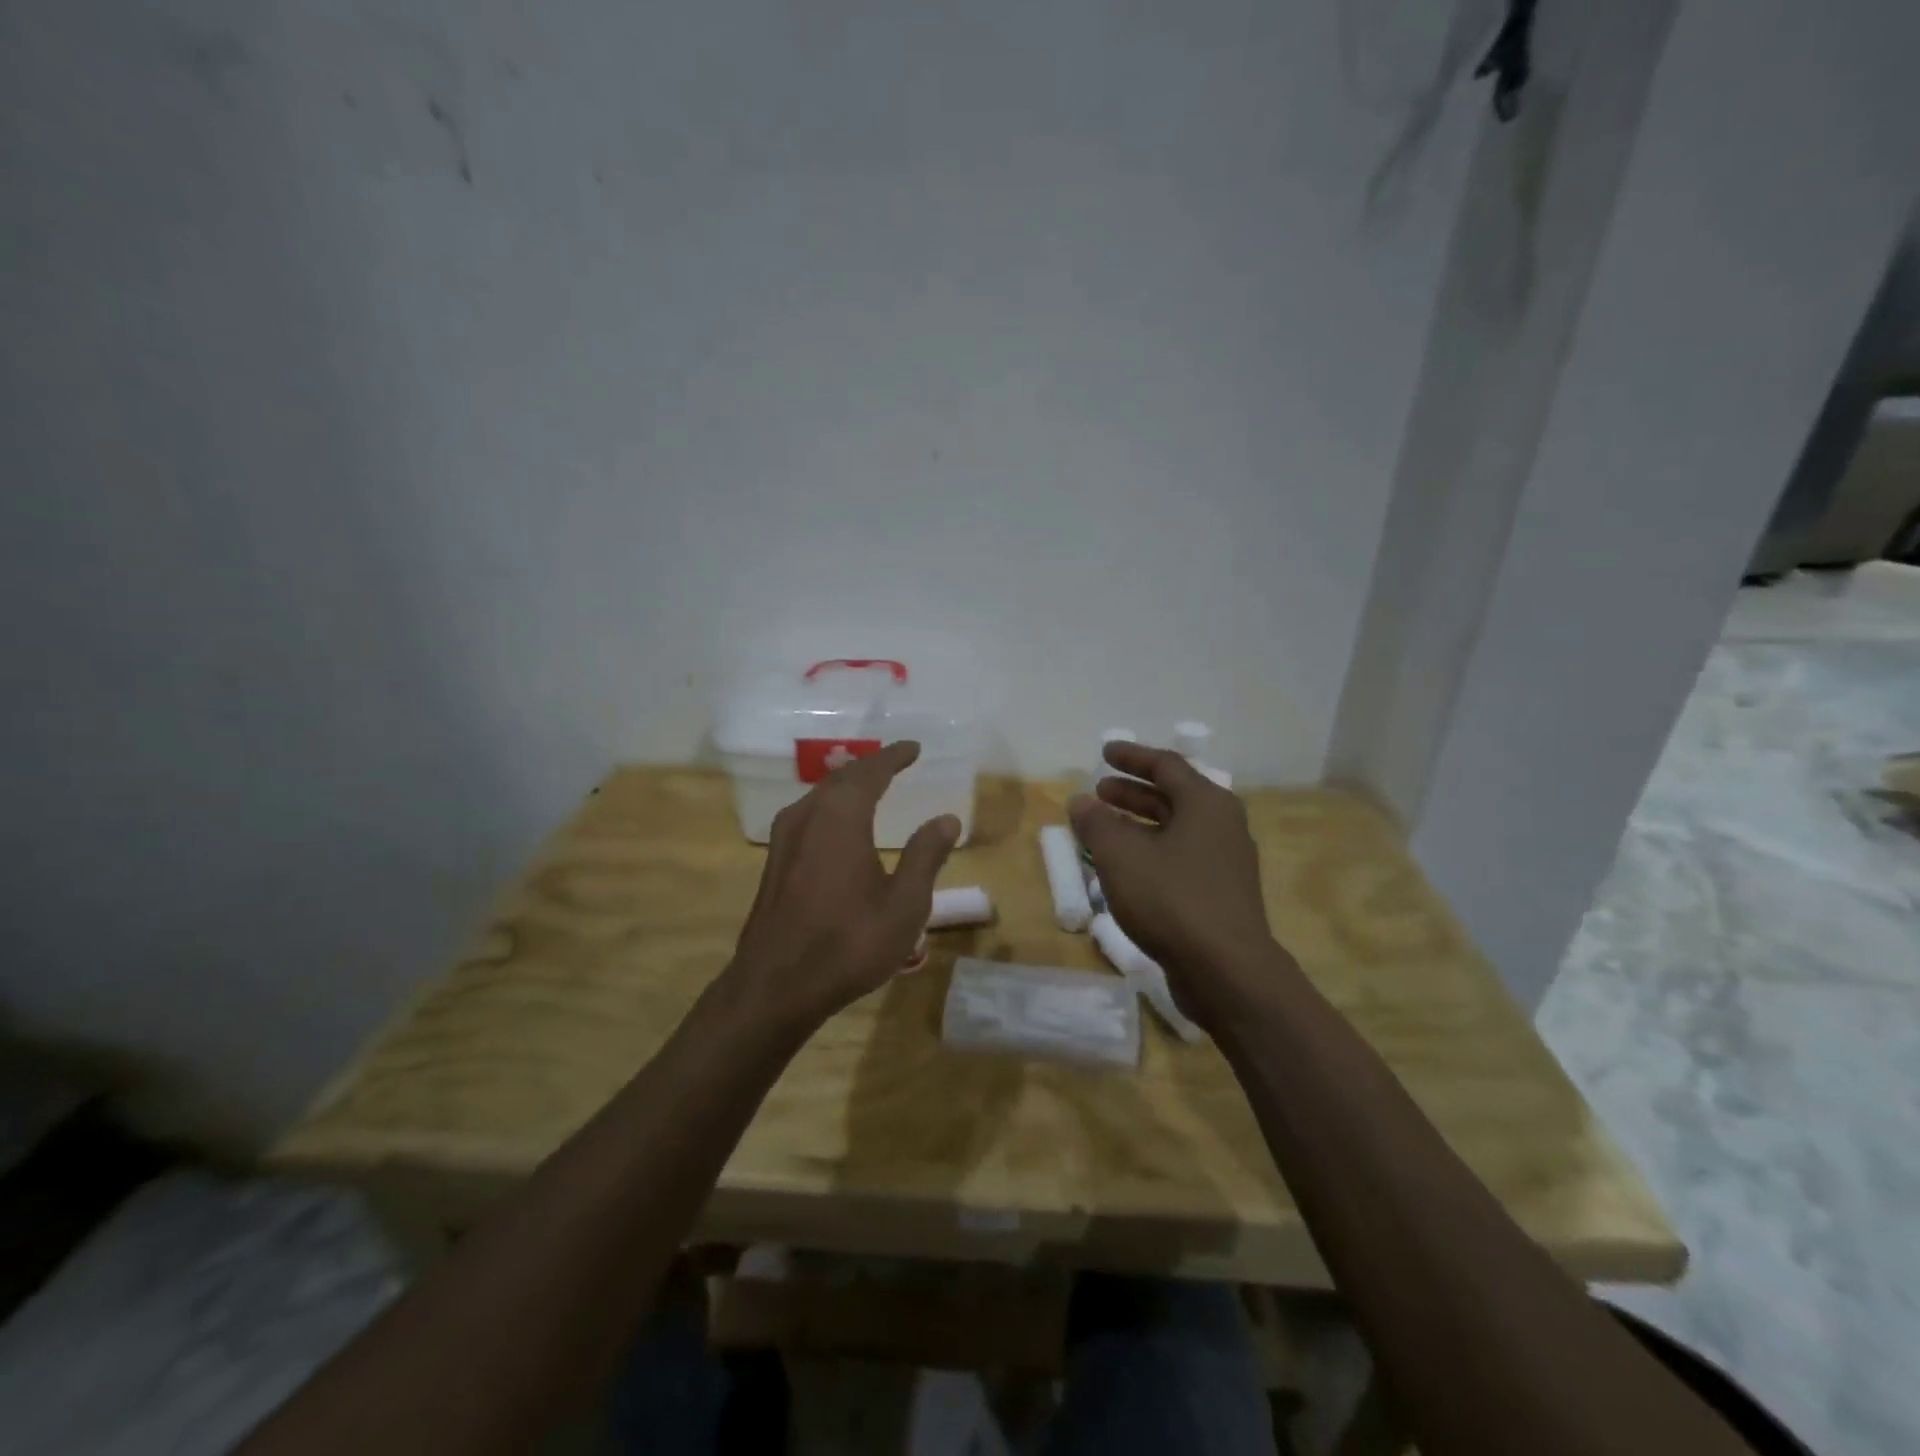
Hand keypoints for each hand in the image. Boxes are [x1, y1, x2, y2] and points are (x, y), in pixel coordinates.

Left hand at [728, 740, 959, 1029]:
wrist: (775, 987)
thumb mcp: (904, 905)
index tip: (913, 748)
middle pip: (841, 779)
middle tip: (896, 763)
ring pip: (820, 796)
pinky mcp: (775, 862)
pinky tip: (841, 826)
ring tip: (872, 787)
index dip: (893, 757)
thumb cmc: (848, 943)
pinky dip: (832, 807)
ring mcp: (785, 839)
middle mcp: (807, 816)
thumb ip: (925, 856)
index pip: (870, 772)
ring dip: (848, 786)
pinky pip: (808, 816)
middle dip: (870, 768)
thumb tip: (947, 819)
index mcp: (840, 818)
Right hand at [1070, 741, 1291, 1021]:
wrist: (1227, 971)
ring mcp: (1226, 862)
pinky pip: (1181, 857)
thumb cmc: (1171, 899)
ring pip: (1177, 829)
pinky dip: (1152, 851)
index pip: (1166, 765)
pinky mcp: (1222, 894)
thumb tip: (1080, 801)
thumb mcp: (1120, 855)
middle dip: (1133, 792)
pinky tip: (1127, 868)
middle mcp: (1222, 825)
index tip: (1104, 753)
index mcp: (1206, 803)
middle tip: (1100, 791)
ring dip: (1139, 823)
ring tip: (1104, 828)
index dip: (1132, 757)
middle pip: (1173, 796)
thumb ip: (1096, 822)